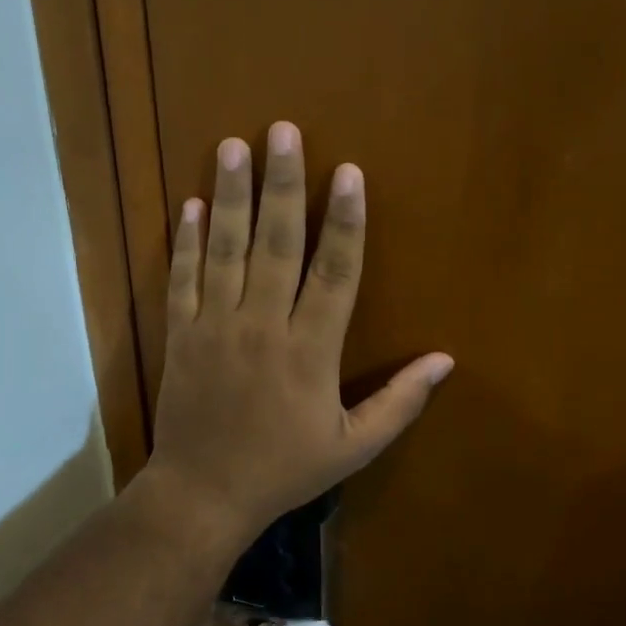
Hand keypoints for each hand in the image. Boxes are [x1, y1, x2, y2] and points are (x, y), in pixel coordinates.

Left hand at [144, 122, 452, 539]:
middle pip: (276, 244)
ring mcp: (215, 326)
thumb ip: (399, 403)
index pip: (334, 273)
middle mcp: (262, 326)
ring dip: (230, 195)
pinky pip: (182, 278)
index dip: (345, 221)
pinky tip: (190, 203)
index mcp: (310, 351)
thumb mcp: (353, 448)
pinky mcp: (180, 334)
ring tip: (233, 146)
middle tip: (283, 131)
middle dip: (283, 184)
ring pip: (225, 249)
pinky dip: (186, 241)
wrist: (202, 494)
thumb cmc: (283, 470)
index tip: (348, 172)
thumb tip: (445, 361)